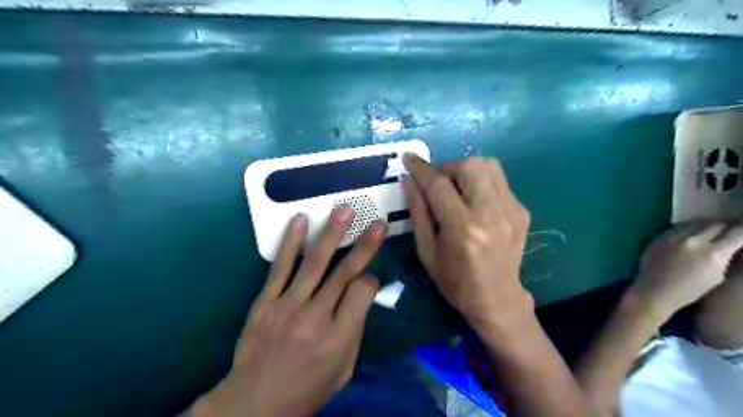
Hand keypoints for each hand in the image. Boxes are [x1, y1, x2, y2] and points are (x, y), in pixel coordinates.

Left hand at [188, 206, 381, 416]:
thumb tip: (362, 296)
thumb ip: (355, 331)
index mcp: (338, 338)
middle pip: (344, 273)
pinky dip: (291, 242)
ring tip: (343, 210)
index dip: (371, 280)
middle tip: (376, 222)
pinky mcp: (265, 301)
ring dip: (331, 233)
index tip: (370, 278)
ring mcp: (287, 306)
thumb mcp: (343, 371)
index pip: (362, 293)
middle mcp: (315, 317)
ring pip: (314, 263)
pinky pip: (280, 267)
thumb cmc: (306, 390)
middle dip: (364, 245)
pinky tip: (300, 220)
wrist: (253, 404)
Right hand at [400, 156, 533, 334]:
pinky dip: (480, 182)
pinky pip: (498, 181)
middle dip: (447, 166)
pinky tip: (473, 201)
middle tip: (436, 182)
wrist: (498, 300)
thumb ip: (417, 212)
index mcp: (463, 228)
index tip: (408, 159)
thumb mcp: (426, 251)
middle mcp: (490, 213)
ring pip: (489, 165)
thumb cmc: (454, 281)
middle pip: (470, 165)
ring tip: (455, 187)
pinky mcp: (521, 210)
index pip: (439, 184)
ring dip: (466, 169)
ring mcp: (511, 210)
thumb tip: (408, 180)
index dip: (421, 168)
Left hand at [629, 222, 742, 322]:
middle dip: (727, 226)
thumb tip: (733, 243)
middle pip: (717, 224)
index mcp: (713, 253)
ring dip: (707, 225)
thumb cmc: (689, 290)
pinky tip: (692, 233)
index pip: (737, 233)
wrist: (654, 290)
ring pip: (697, 222)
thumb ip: (725, 256)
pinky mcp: (660, 236)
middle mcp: (693, 241)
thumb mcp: (718, 276)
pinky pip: (680, 226)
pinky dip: (690, 227)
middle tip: (730, 230)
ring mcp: (674, 236)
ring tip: (712, 230)